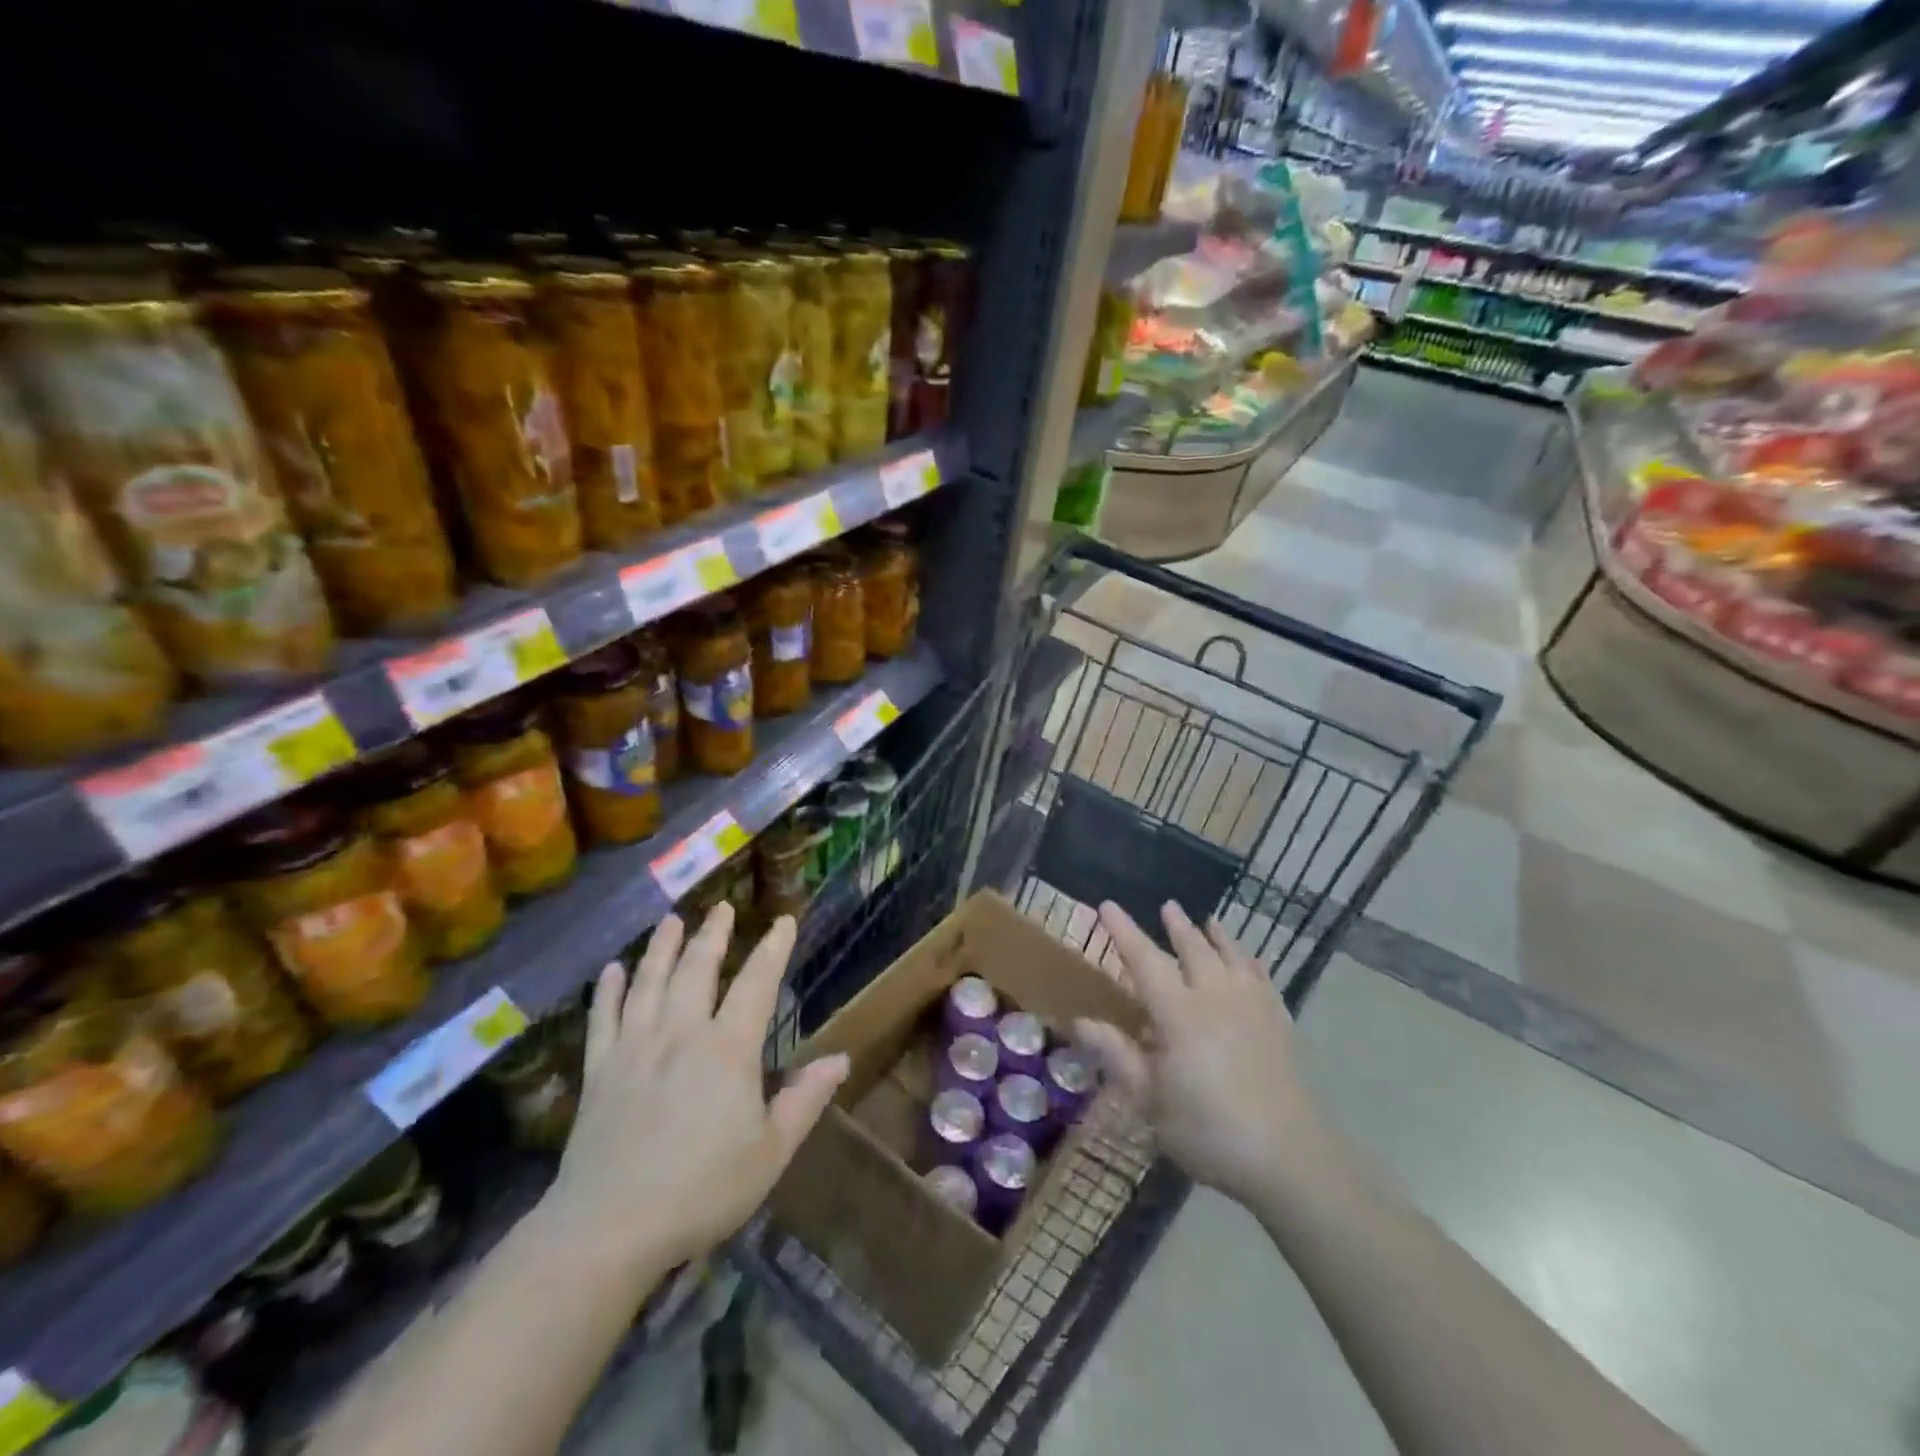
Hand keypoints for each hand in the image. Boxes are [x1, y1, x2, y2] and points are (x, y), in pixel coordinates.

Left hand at [544, 904, 849, 1273]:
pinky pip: (602, 1020)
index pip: (757, 984)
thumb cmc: (702, 1190)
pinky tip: (610, 971)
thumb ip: (806, 1100)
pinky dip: (607, 992)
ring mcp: (634, 1049)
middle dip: (712, 935)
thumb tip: (841, 1058)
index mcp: (727, 1049)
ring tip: (670, 921)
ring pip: (649, 983)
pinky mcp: (599, 1072)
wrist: (608, 1229)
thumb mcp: (770, 1152)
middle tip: (720, 907)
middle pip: (697, 970)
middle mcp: (681, 1034)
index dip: (773, 949)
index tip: (783, 920)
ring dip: (661, 948)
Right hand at [1075, 901, 1319, 1206]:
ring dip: (1216, 935)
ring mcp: (1251, 1006)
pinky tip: (1247, 961)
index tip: (1107, 905)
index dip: (1124, 931)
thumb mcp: (1150, 1100)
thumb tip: (1080, 1022)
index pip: (1145, 960)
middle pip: (1193, 949)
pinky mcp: (1278, 1022)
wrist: (1286, 1156)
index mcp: (1179, 1013)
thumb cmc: (1207, 1129)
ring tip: (1209, 919)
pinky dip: (1249, 961)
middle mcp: (1215, 996)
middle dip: (1177, 926)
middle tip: (1167, 905)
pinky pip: (1261, 976)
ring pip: (1231, 956)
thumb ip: (1117, 1055)